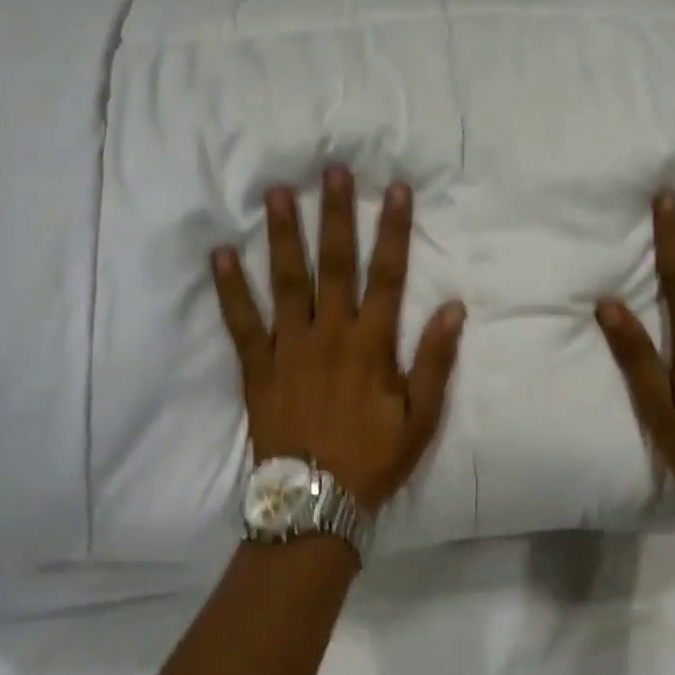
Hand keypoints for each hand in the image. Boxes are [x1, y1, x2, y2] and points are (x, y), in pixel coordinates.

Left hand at [211, 167, 465, 513]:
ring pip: (286, 280)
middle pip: (334, 263)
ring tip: (278, 193)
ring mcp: (289, 346)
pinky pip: (241, 322)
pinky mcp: (257, 365)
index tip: (396, 190)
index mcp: (371, 343)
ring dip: (283, 235)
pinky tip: (220, 254)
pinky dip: (229, 288)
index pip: (387, 274)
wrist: (314, 503)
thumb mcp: (421, 417)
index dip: (393, 230)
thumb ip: (436, 360)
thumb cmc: (373, 458)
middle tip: (332, 171)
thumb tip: (453, 307)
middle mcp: (330, 333)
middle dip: (336, 214)